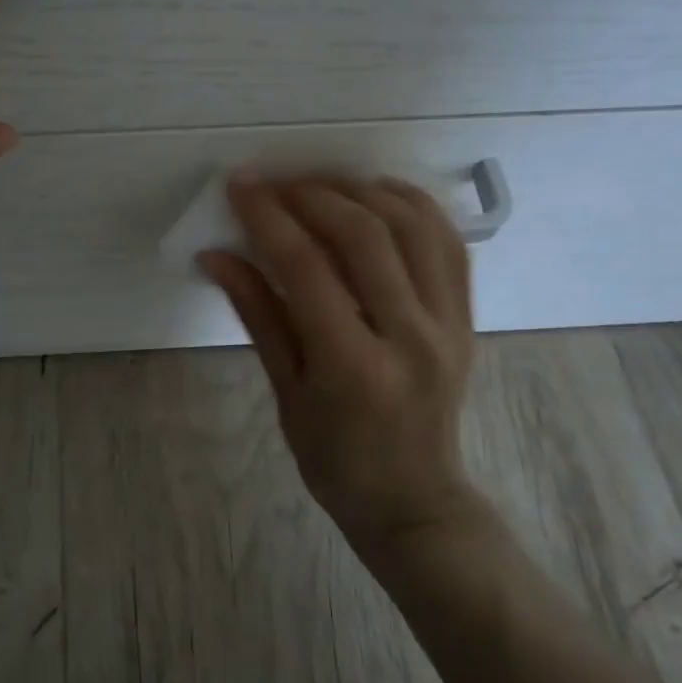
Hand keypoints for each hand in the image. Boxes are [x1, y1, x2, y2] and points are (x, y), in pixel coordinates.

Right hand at [200, 176, 484, 561]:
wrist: (414, 500)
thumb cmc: (334, 459)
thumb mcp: (285, 392)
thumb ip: (257, 314)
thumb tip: (215, 255)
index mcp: (353, 366)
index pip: (307, 268)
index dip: (269, 217)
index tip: (240, 186)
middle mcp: (410, 336)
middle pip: (363, 234)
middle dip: (311, 194)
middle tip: (274, 182)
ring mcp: (448, 324)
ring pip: (412, 226)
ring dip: (361, 191)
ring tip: (319, 184)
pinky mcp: (466, 318)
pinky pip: (446, 242)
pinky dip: (411, 205)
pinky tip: (376, 194)